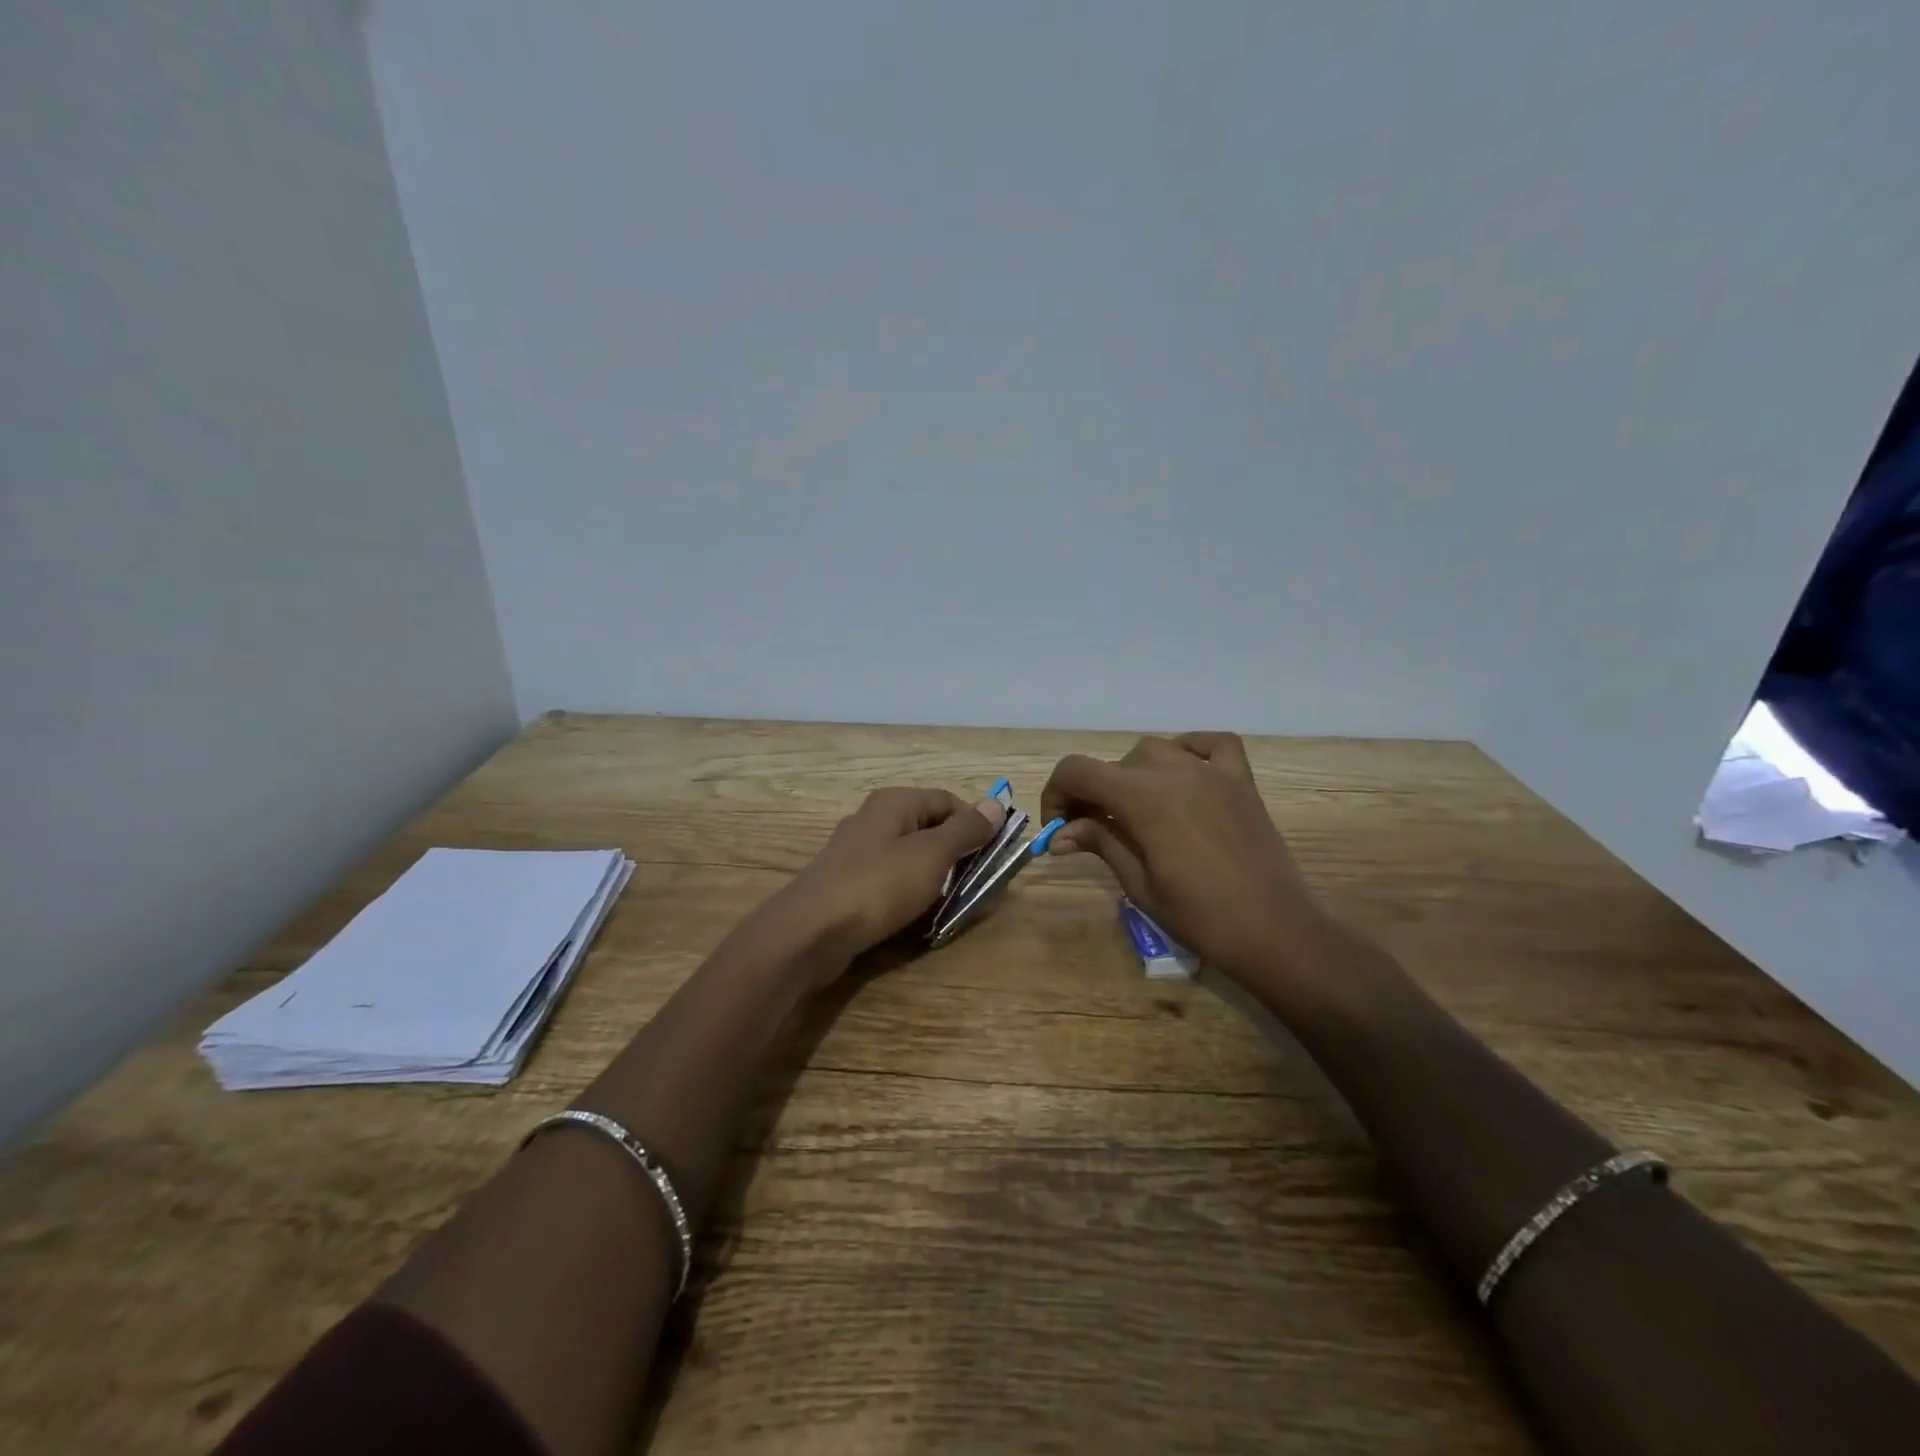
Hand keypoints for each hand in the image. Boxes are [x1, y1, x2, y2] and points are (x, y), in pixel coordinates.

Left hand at [764, 787, 1005, 970]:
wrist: (809, 933)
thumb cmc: (878, 886)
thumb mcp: (932, 855)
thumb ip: (965, 830)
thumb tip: (996, 804)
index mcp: (894, 802)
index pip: (948, 800)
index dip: (976, 824)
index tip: (996, 855)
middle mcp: (873, 819)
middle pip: (928, 828)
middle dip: (956, 854)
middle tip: (978, 883)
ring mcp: (856, 853)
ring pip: (909, 857)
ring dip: (934, 877)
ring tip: (952, 903)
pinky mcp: (846, 884)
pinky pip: (889, 881)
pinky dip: (908, 894)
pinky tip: (916, 915)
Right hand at [1041, 733, 1332, 989]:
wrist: (1276, 933)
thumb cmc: (1201, 918)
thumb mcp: (1139, 885)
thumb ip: (1101, 844)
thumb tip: (1060, 833)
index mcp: (1142, 798)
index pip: (1078, 771)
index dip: (1056, 794)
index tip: (1058, 828)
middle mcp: (1174, 772)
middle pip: (1114, 765)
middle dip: (1092, 793)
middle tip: (1091, 832)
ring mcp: (1212, 772)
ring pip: (1155, 751)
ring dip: (1133, 775)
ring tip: (1136, 812)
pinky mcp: (1241, 782)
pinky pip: (1212, 744)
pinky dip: (1190, 749)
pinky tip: (1184, 774)